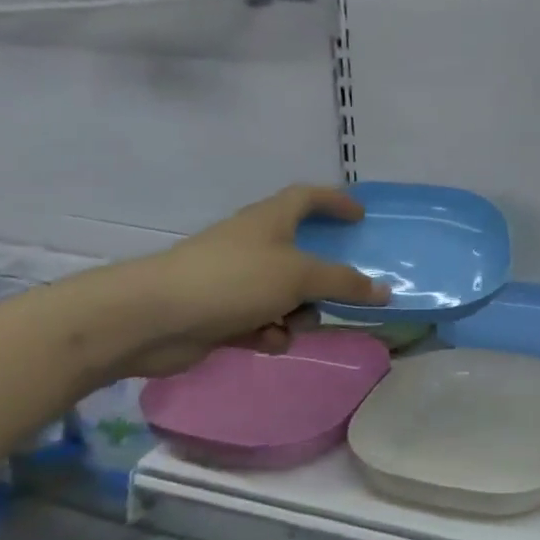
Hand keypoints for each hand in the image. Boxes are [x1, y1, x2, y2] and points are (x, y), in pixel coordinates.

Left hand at [100, 185, 387, 378]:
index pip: (308, 197)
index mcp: (270, 220)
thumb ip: (344, 282)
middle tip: (344, 292)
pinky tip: (267, 342)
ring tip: (292, 326)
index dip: (335, 201)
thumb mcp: (299, 276)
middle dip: (321, 278)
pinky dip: (269, 331)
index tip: (360, 216)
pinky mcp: (222, 312)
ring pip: (285, 293)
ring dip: (297, 312)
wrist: (155, 317)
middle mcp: (254, 244)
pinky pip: (262, 319)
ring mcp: (236, 279)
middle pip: (301, 253)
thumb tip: (383, 289)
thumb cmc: (233, 280)